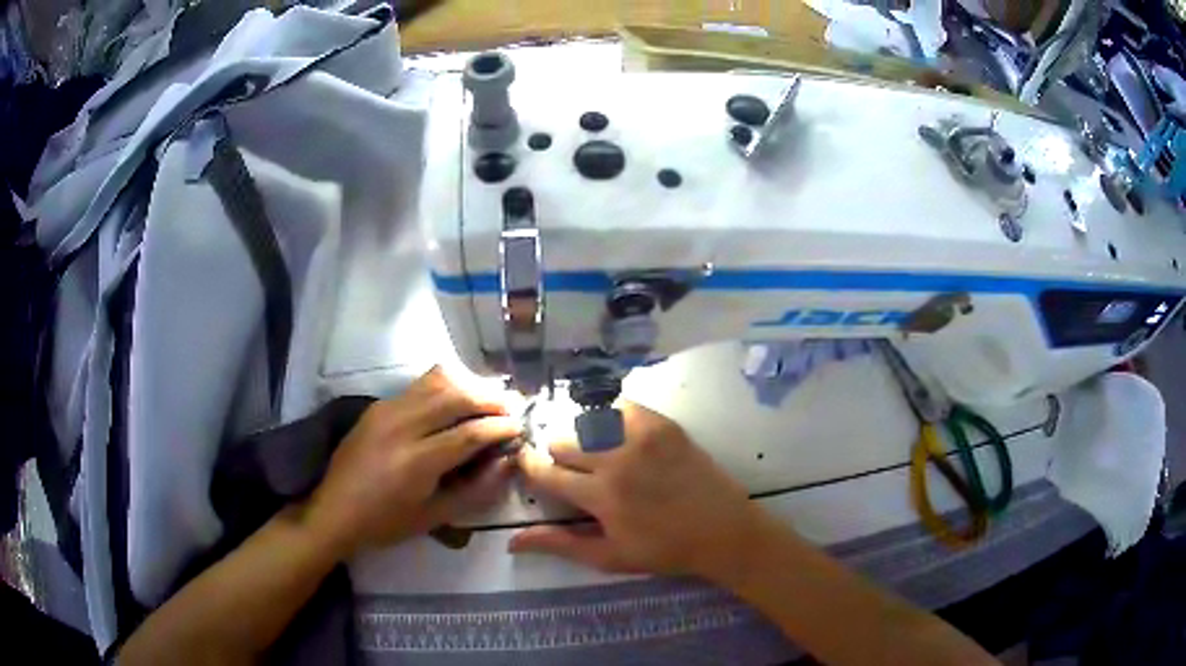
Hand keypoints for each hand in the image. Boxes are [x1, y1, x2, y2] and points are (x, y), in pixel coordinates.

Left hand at [306, 368, 520, 558]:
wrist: (333, 511)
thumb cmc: (385, 523)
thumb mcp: (434, 517)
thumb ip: (474, 490)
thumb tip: (506, 463)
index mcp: (416, 461)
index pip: (469, 433)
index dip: (500, 427)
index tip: (521, 427)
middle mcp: (401, 425)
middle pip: (455, 396)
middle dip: (490, 398)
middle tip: (511, 408)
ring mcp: (386, 410)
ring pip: (436, 381)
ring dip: (468, 386)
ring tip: (487, 399)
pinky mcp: (378, 405)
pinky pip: (419, 386)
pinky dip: (445, 387)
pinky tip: (455, 402)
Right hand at [510, 403, 780, 581]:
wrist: (723, 530)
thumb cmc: (664, 550)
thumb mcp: (609, 557)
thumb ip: (559, 544)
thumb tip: (511, 541)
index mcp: (601, 496)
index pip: (545, 470)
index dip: (530, 466)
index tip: (529, 466)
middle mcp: (617, 459)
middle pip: (562, 439)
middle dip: (556, 453)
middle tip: (571, 468)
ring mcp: (643, 436)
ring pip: (586, 419)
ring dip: (580, 434)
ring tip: (592, 450)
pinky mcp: (663, 424)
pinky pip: (620, 406)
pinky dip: (608, 416)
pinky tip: (613, 431)